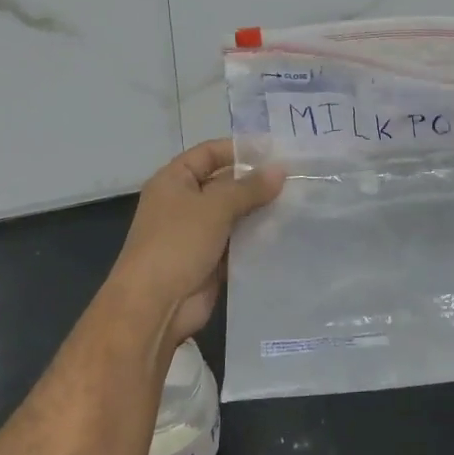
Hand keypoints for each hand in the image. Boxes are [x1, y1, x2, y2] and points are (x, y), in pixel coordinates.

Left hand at [107, 138, 284, 349]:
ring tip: (298, 204)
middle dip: (256, 182)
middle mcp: (183, 203)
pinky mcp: (210, 261)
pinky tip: (285, 233)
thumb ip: (249, 188)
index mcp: (174, 181)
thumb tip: (281, 169)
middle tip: (296, 179)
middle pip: (224, 184)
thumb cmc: (178, 243)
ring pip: (234, 215)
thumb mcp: (215, 207)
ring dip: (260, 211)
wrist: (154, 305)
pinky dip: (257, 238)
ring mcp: (196, 234)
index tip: (276, 151)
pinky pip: (237, 242)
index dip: (240, 149)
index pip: (209, 153)